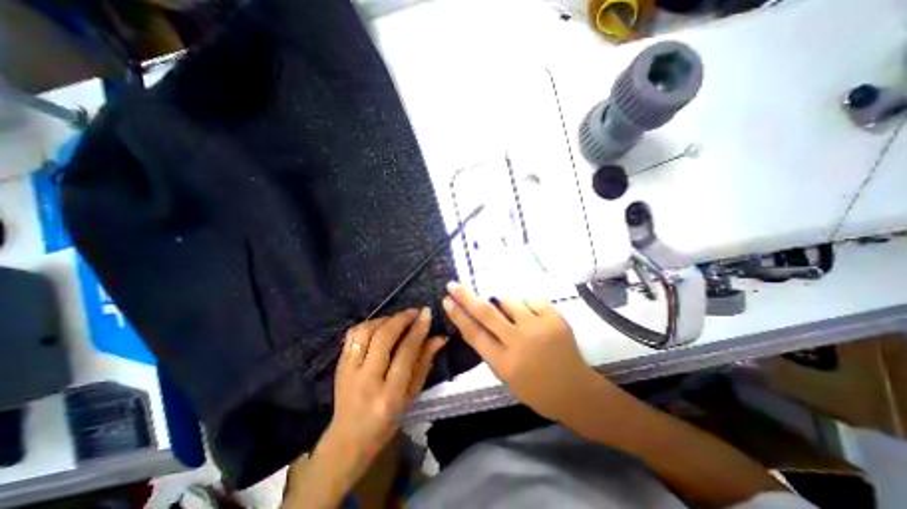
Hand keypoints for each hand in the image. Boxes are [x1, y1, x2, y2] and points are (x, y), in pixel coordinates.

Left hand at [326, 306, 444, 468]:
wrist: (348, 439)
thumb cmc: (387, 421)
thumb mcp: (412, 396)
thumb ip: (424, 363)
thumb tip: (439, 338)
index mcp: (390, 394)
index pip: (406, 352)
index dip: (418, 329)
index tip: (427, 313)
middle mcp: (367, 380)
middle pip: (384, 338)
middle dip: (401, 319)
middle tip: (414, 311)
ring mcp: (348, 371)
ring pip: (365, 332)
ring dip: (384, 319)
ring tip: (397, 319)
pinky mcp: (338, 365)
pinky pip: (352, 335)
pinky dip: (367, 324)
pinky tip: (379, 325)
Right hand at [442, 281, 603, 420]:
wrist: (575, 391)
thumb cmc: (536, 389)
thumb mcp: (506, 375)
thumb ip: (492, 348)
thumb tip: (481, 320)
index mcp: (504, 362)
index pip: (474, 334)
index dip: (458, 315)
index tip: (447, 301)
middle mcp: (518, 342)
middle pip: (486, 313)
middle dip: (466, 297)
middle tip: (453, 285)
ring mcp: (538, 327)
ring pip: (509, 301)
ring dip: (503, 303)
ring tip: (510, 313)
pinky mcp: (554, 318)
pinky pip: (531, 301)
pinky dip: (526, 306)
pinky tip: (532, 318)